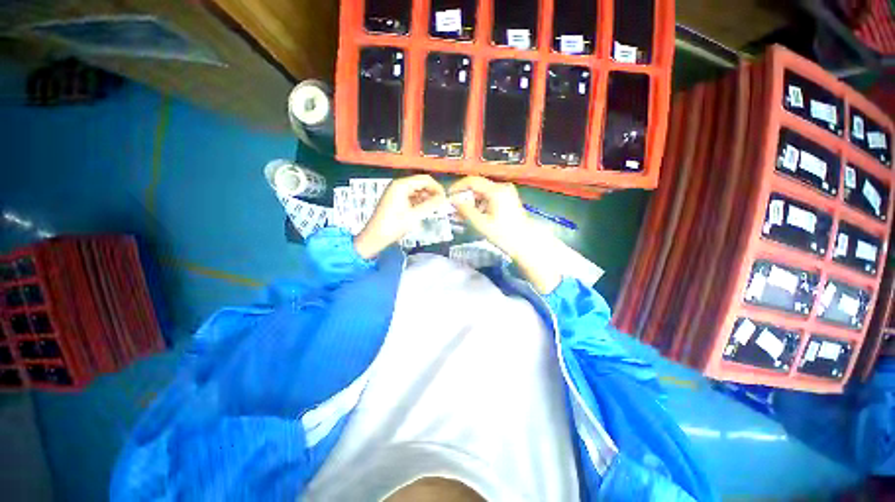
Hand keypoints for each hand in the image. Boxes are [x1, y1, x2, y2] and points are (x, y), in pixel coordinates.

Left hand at [354, 175, 446, 258]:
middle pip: (421, 183)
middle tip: (441, 205)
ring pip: (417, 190)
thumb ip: (430, 205)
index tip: (445, 198)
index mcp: (402, 185)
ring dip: (426, 198)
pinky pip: (411, 196)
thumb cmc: (393, 226)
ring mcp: (396, 192)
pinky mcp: (395, 200)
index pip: (425, 179)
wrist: (375, 237)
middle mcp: (398, 185)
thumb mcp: (414, 215)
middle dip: (432, 192)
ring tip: (434, 209)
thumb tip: (444, 198)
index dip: (437, 187)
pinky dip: (419, 202)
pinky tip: (424, 210)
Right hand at [448, 176, 561, 293]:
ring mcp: (507, 192)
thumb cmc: (503, 235)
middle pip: (477, 186)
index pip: (472, 181)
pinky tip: (474, 215)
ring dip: (471, 201)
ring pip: (482, 192)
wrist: (525, 244)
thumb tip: (453, 201)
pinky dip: (480, 204)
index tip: (447, 197)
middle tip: (453, 208)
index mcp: (496, 191)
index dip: (457, 187)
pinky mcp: (508, 199)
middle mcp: (502, 187)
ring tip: (462, 214)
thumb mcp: (481, 224)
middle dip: (464, 196)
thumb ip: (465, 210)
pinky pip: (489, 197)